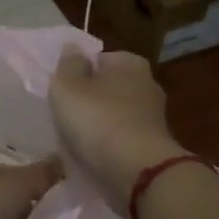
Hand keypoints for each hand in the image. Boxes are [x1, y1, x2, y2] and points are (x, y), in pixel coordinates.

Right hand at [49, 46, 182, 212]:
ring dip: (100, 125)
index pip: (99, 59)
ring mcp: (154, 117)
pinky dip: (110, 146)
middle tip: (67, 116)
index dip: (79, 74)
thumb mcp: (67, 86)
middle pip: (109, 88)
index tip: (64, 93)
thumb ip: (68, 65)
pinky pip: (123, 140)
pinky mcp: (154, 145)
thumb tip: (73, 48)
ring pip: (116, 115)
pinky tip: (94, 157)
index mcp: (130, 62)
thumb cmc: (97, 119)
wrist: (136, 171)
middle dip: (91, 100)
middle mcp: (148, 84)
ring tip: (77, 141)